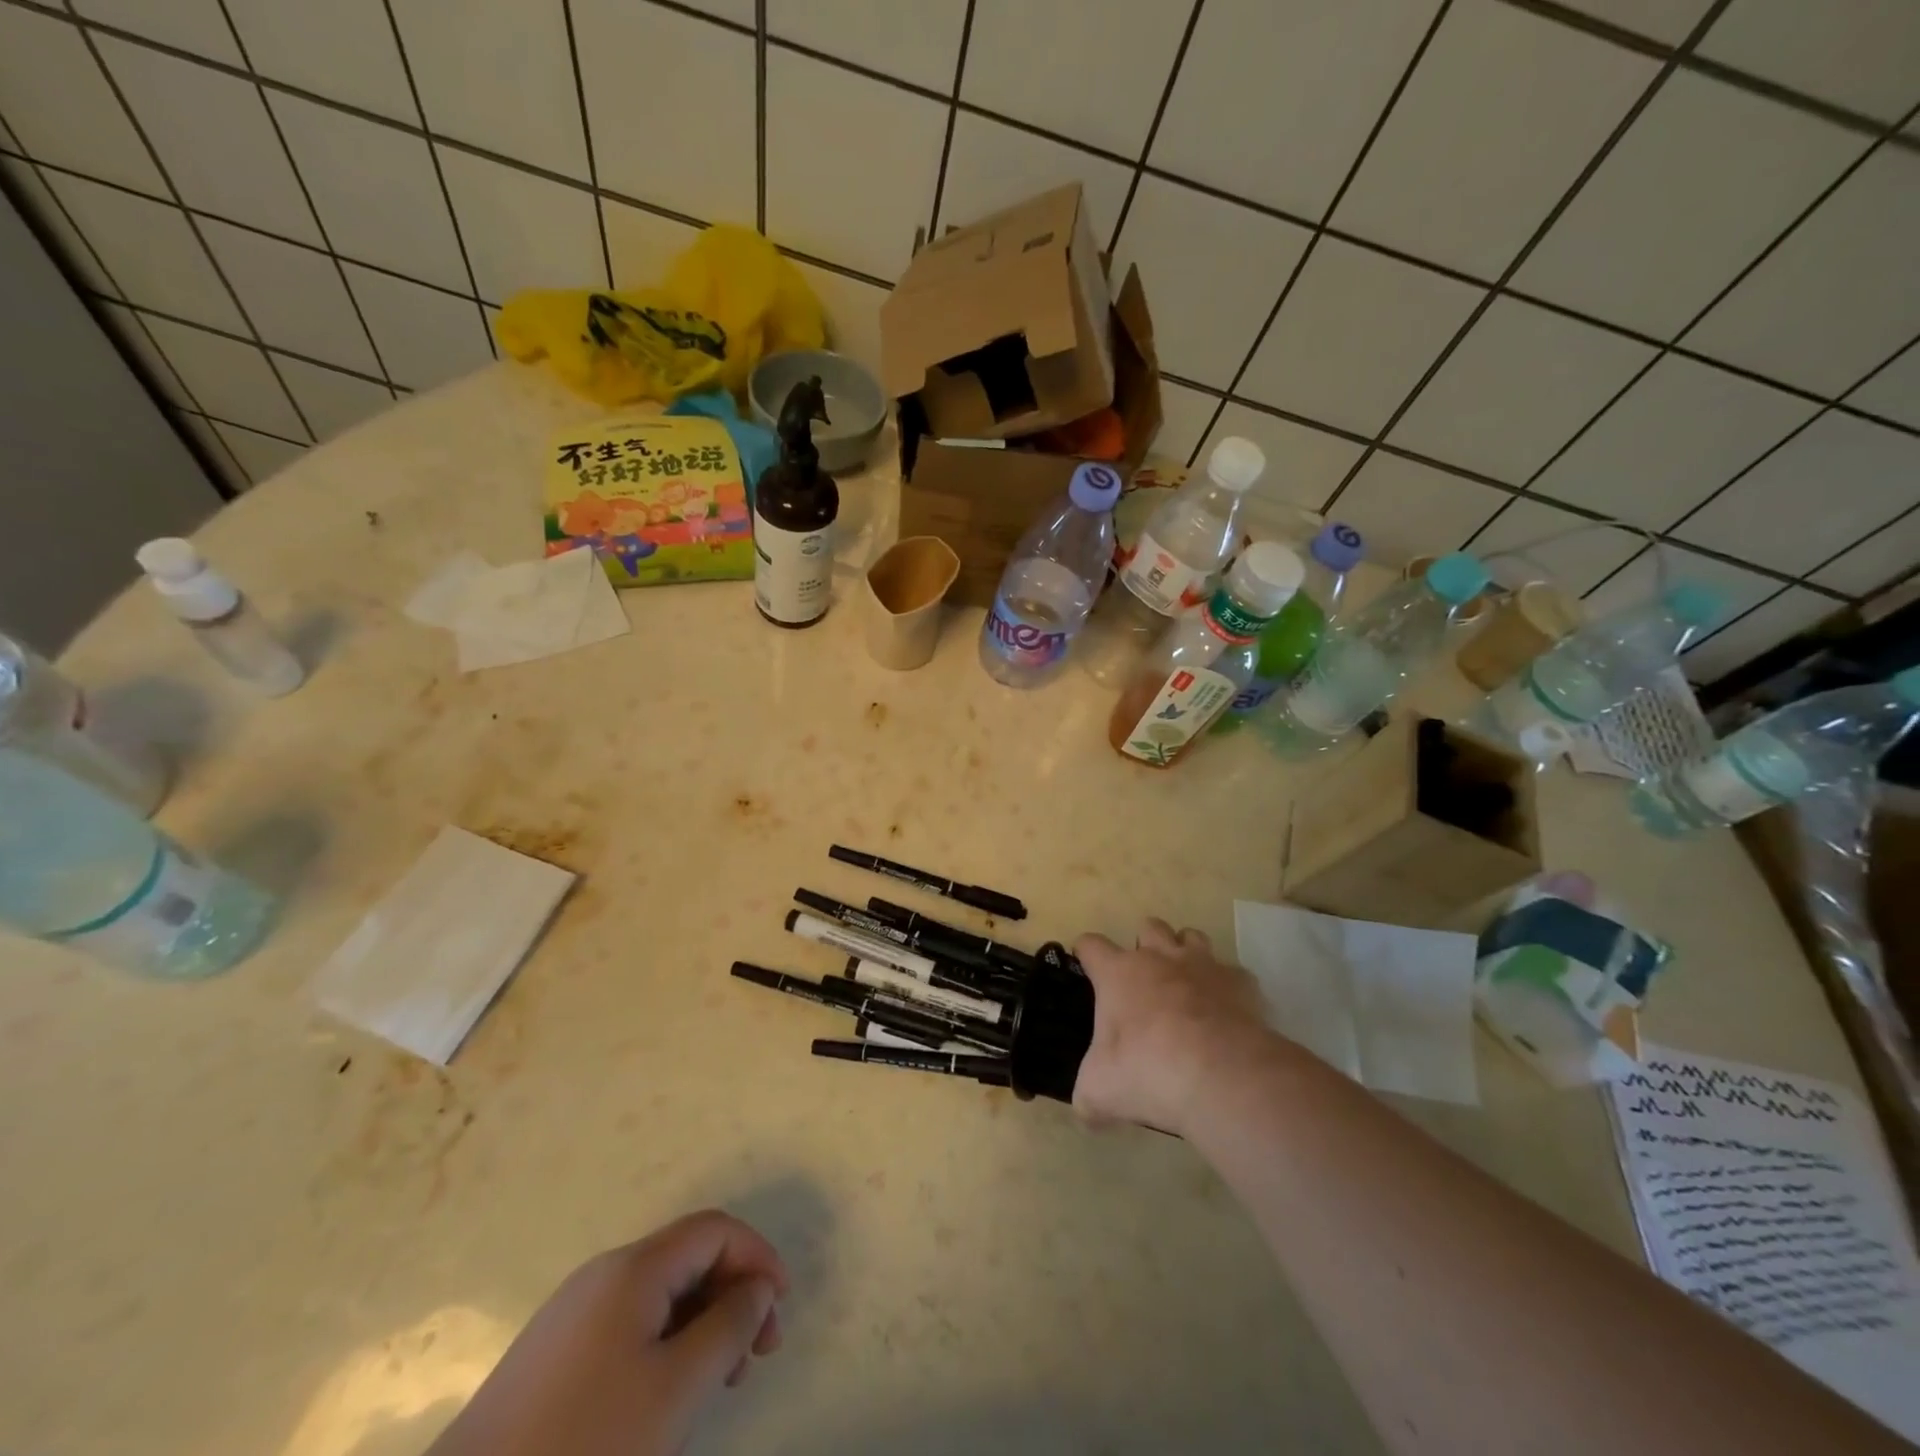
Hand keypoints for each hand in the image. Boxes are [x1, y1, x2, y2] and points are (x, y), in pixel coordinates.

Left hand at [427, 1210, 787, 1455]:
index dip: (758, 1257)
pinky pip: (630, 1327)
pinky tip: (667, 1400)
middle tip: (757, 1355)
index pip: (715, 1230)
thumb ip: (729, 1326)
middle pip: (689, 1259)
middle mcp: (604, 1274)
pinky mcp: (554, 1355)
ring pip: (661, 1296)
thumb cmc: (585, 1445)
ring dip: (703, 1324)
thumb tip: (757, 1287)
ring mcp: (574, 1313)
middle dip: (733, 1295)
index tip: (781, 1308)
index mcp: (634, 1268)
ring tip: (719, 1383)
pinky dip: (666, 1346)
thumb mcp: (675, 1389)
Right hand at [1073, 918, 1273, 1136]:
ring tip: (1186, 986)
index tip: (1085, 967)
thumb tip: (1087, 1112)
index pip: (1091, 945)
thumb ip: (1088, 1097)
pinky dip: (1227, 988)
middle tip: (1144, 982)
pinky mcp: (1241, 983)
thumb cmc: (1148, 1072)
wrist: (1222, 1076)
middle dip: (1144, 946)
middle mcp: (1159, 958)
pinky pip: (1233, 973)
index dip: (1085, 953)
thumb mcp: (1100, 1091)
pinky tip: (1226, 1013)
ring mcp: (1204, 965)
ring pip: (1191, 936)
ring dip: (1185, 954)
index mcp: (1119, 973)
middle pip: (1148, 927)